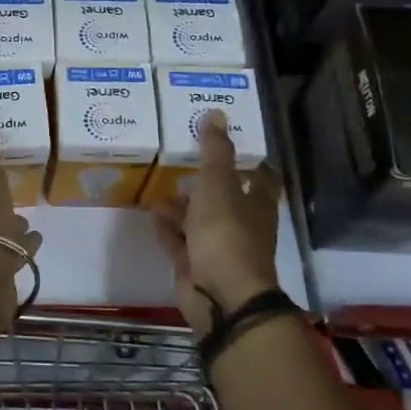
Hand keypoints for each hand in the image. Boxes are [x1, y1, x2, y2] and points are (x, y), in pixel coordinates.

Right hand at [151, 110, 282, 335]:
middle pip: (224, 198)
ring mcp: (217, 247)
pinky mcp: (194, 265)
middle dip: (204, 181)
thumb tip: (216, 113)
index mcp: (255, 204)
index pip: (260, 176)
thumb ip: (214, 151)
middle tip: (181, 158)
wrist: (220, 296)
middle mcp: (240, 224)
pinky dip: (166, 228)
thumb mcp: (218, 186)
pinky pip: (179, 241)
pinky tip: (150, 214)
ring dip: (180, 205)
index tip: (231, 141)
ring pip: (197, 219)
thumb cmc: (226, 234)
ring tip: (156, 183)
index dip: (249, 160)